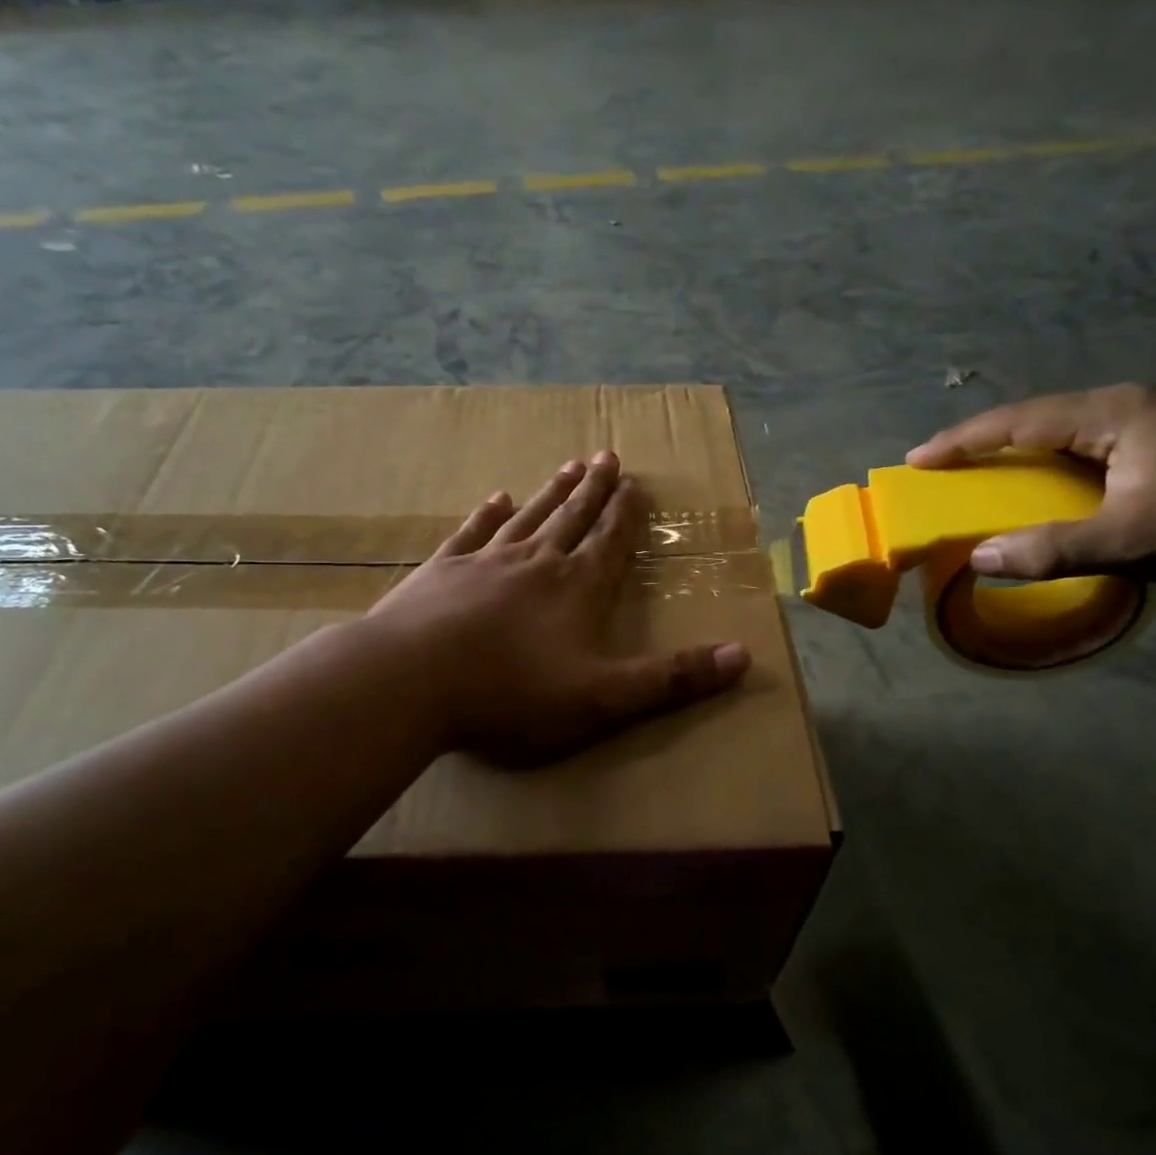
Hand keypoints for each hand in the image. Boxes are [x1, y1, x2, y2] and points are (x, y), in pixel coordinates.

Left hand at [365, 451, 750, 765]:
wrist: (411, 681)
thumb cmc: (512, 693)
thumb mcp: (604, 697)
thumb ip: (672, 678)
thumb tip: (744, 657)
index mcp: (577, 589)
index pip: (610, 542)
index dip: (626, 515)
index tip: (635, 484)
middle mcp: (536, 563)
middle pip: (573, 518)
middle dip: (594, 490)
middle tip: (607, 457)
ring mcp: (485, 562)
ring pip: (529, 517)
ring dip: (551, 493)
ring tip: (569, 466)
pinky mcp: (441, 572)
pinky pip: (472, 533)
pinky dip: (487, 515)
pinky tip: (496, 499)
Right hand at [907, 384, 1155, 586]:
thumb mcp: (1129, 540)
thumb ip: (1050, 549)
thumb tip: (978, 558)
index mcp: (1114, 413)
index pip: (1019, 420)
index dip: (963, 440)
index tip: (918, 459)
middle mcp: (1131, 404)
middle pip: (1039, 417)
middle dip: (987, 441)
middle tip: (945, 466)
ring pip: (1068, 430)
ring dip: (1022, 451)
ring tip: (986, 474)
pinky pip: (1093, 445)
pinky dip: (1055, 463)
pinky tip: (1050, 483)